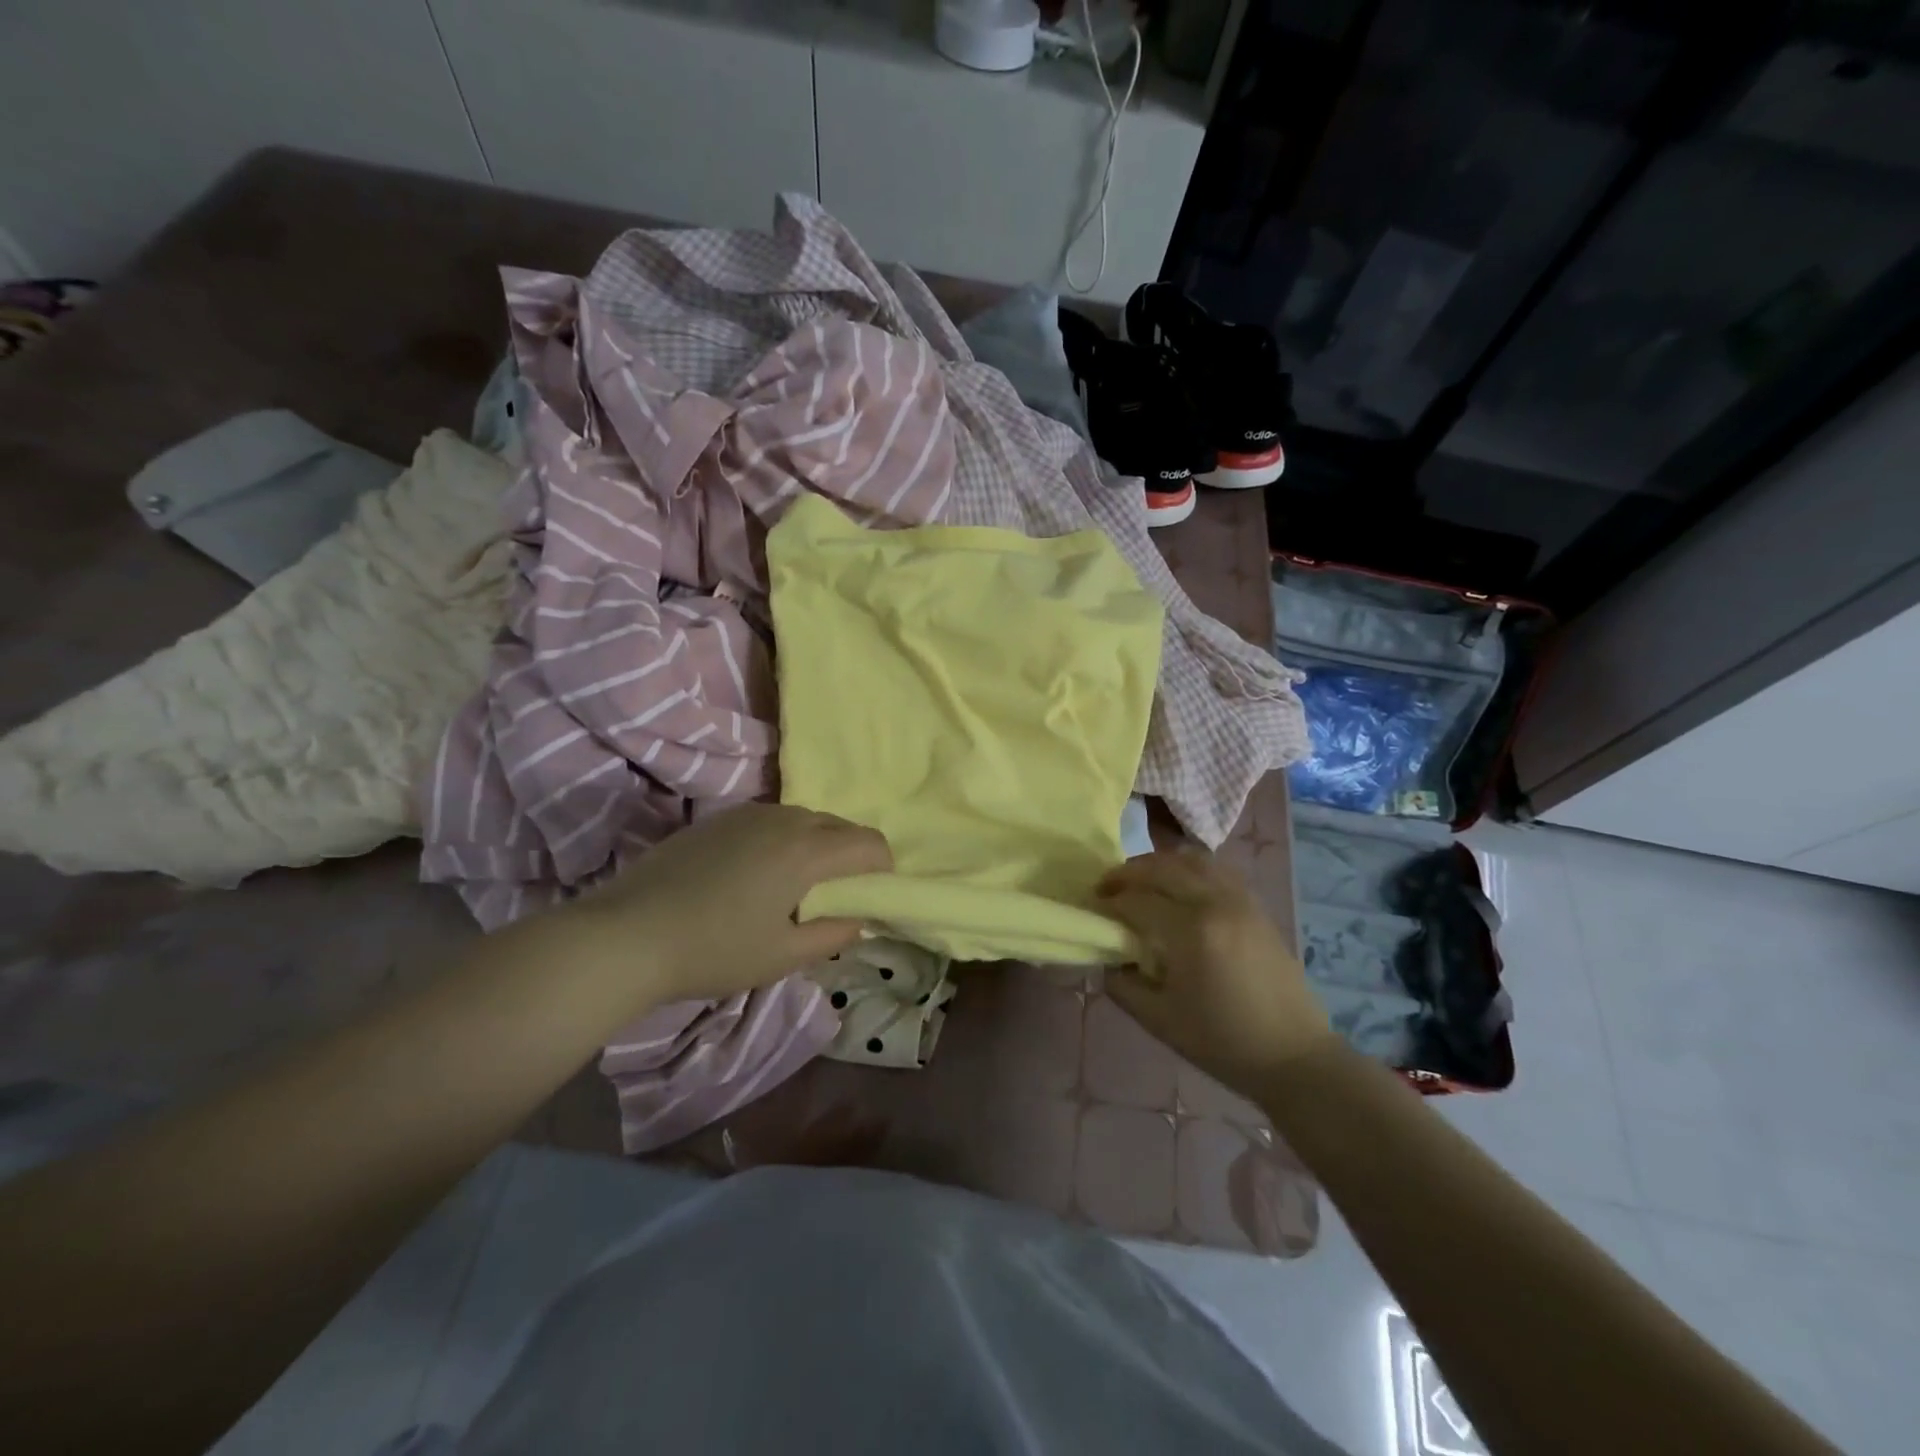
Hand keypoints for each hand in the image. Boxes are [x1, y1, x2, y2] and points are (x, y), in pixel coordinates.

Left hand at [558, 802, 891, 1005]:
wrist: (627, 934)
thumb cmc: (714, 950)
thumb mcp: (782, 956)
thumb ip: (831, 935)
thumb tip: (856, 920)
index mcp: (806, 851)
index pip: (867, 842)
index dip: (883, 864)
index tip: (878, 892)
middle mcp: (782, 820)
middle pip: (838, 824)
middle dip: (853, 851)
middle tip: (844, 890)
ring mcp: (746, 814)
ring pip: (803, 818)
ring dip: (818, 842)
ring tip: (802, 882)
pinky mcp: (717, 819)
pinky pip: (770, 820)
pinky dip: (785, 838)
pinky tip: (761, 872)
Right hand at [1096, 850, 1334, 1101]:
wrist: (1294, 1055)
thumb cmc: (1223, 1042)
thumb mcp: (1159, 1020)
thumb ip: (1123, 984)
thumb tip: (1108, 957)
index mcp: (1191, 932)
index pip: (1137, 901)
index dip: (1109, 902)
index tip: (1091, 908)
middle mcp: (1215, 903)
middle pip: (1161, 868)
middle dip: (1127, 874)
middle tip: (1106, 888)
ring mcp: (1240, 900)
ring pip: (1190, 860)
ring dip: (1158, 864)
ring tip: (1140, 881)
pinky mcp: (1255, 905)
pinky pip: (1216, 869)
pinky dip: (1188, 867)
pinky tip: (1178, 885)